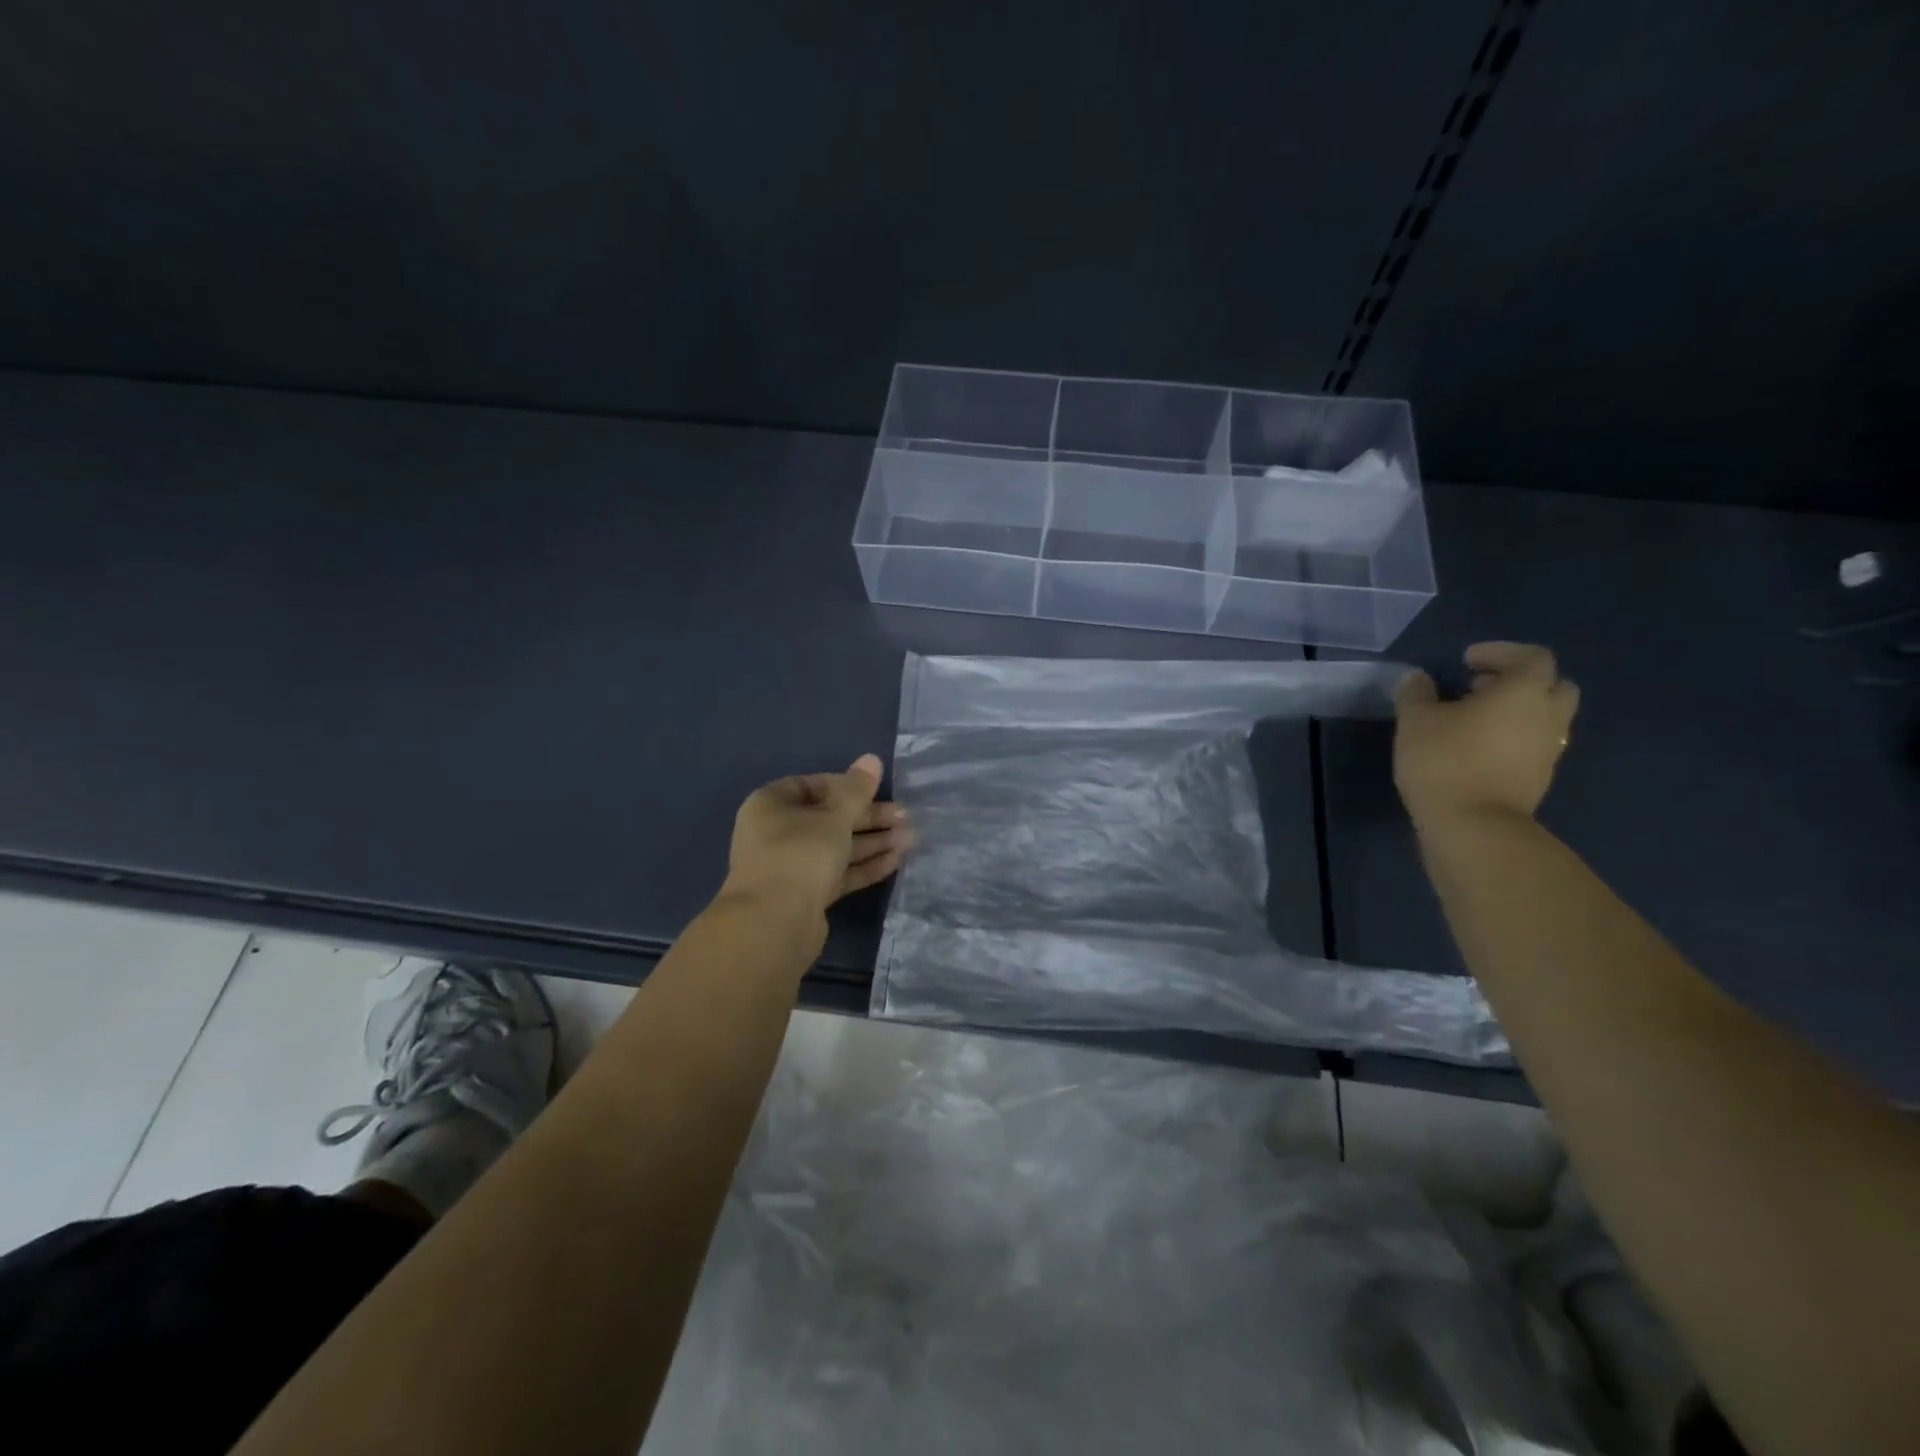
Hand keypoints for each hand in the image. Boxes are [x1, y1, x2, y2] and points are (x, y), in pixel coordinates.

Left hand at [720, 753, 913, 931]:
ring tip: (911, 838)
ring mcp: (791, 866)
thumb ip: (857, 789)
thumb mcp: (834, 816)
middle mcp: (777, 833)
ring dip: (873, 841)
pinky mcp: (805, 895)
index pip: (812, 785)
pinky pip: (838, 873)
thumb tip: (872, 758)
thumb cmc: (800, 855)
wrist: (774, 925)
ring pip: (837, 847)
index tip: (877, 790)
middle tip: (905, 816)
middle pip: (828, 817)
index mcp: (771, 805)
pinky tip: (896, 860)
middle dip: (868, 817)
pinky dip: (864, 866)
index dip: (846, 785)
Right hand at [1393, 642, 1578, 826]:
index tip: (1467, 660)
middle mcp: (1547, 717)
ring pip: (1545, 719)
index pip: (1532, 657)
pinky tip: (1476, 749)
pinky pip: (1533, 746)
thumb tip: (1418, 679)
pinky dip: (1512, 739)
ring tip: (1473, 720)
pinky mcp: (1538, 779)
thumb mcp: (1415, 721)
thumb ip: (1416, 694)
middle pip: (1553, 686)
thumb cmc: (1445, 761)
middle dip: (1520, 681)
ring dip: (1517, 712)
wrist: (1473, 826)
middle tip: (1480, 687)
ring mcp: (1548, 751)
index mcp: (1524, 693)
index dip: (1501, 652)